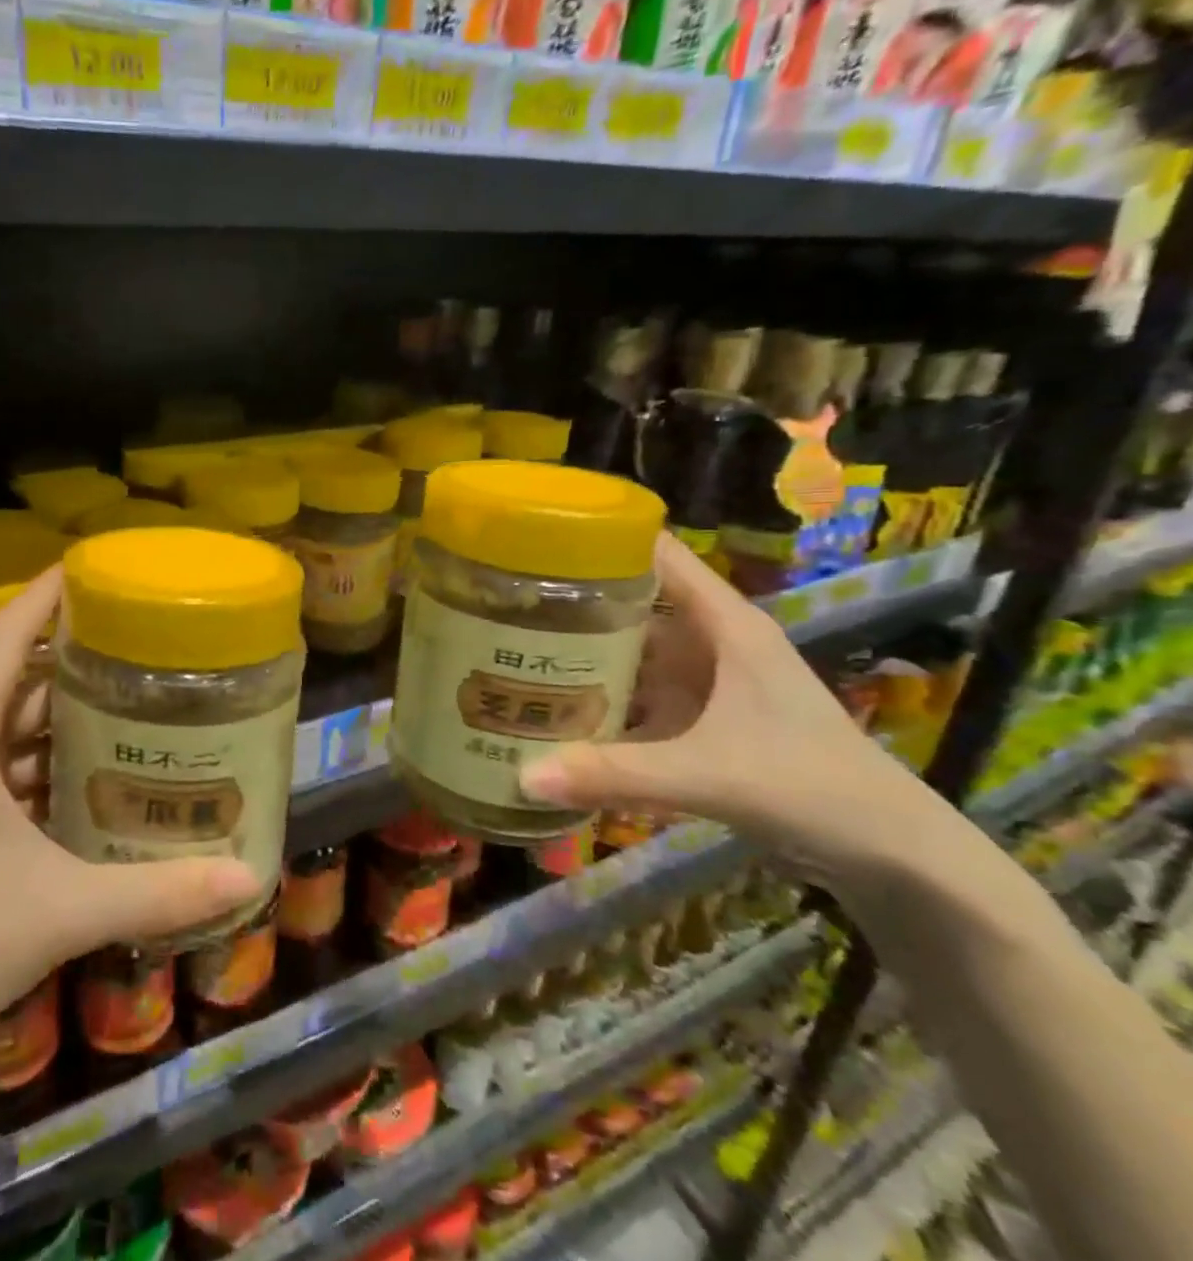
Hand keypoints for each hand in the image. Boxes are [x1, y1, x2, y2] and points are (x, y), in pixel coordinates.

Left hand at [0, 568, 259, 1080]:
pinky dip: (36, 756)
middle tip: (133, 636)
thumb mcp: (63, 911)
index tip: (90, 564)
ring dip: (52, 708)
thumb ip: (157, 892)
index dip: (44, 594)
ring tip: (122, 695)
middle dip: (65, 651)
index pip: (2, 638)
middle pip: (6, 675)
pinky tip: (84, 771)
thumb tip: (248, 879)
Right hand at [520, 535, 953, 894]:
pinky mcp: (700, 717)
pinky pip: (637, 693)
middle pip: (631, 600)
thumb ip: (615, 773)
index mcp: (723, 624)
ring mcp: (704, 680)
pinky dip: (600, 697)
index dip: (598, 536)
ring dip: (580, 651)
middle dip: (570, 600)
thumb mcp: (707, 775)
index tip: (532, 539)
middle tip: (499, 602)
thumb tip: (521, 777)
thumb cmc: (812, 788)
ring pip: (631, 649)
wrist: (892, 854)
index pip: (655, 554)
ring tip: (510, 647)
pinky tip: (554, 709)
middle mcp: (709, 640)